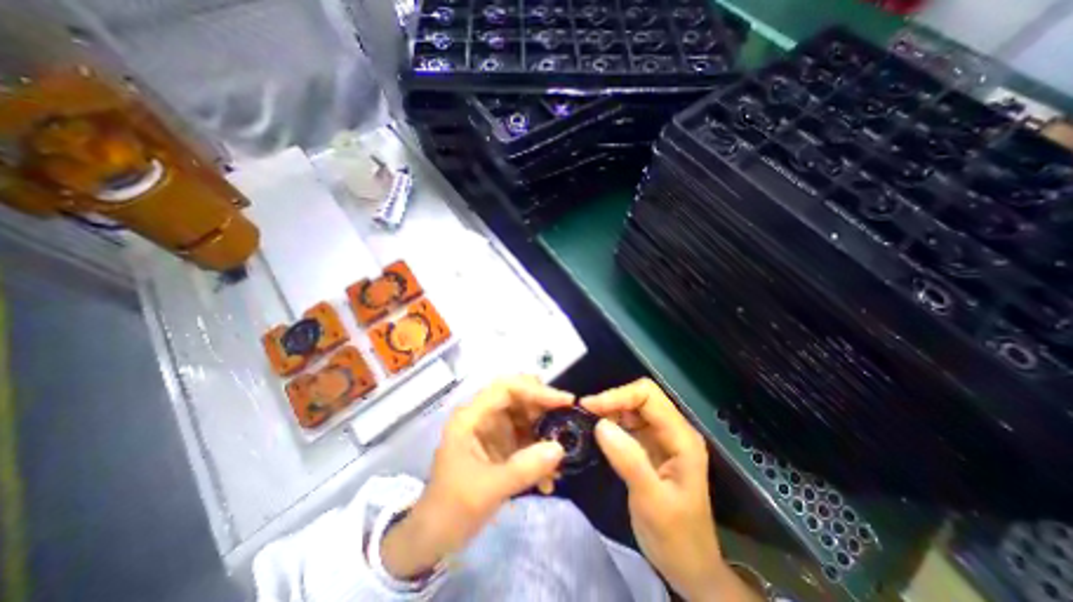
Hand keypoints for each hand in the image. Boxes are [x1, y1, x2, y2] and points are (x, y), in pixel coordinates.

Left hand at [381, 377, 574, 578]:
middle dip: (545, 409)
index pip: (506, 388)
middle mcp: (483, 417)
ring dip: (546, 433)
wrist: (434, 539)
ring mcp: (493, 431)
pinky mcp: (501, 447)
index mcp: (471, 417)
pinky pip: (527, 439)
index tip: (563, 401)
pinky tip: (549, 479)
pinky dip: (540, 453)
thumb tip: (560, 448)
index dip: (535, 390)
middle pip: (519, 398)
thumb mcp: (487, 489)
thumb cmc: (451, 509)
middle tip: (569, 421)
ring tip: (562, 456)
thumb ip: (523, 468)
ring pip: (526, 418)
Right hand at [584, 379, 756, 599]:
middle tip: (584, 413)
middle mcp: (673, 430)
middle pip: (641, 397)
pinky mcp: (651, 447)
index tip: (589, 407)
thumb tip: (600, 424)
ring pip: (633, 408)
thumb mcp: (652, 502)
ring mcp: (662, 438)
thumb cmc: (677, 537)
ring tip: (586, 421)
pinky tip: (597, 433)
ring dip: (609, 411)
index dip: (618, 396)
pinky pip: (629, 424)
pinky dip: (611, 423)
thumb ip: (629, 460)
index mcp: (681, 437)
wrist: (690, 567)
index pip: (648, 396)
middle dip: (611, 400)